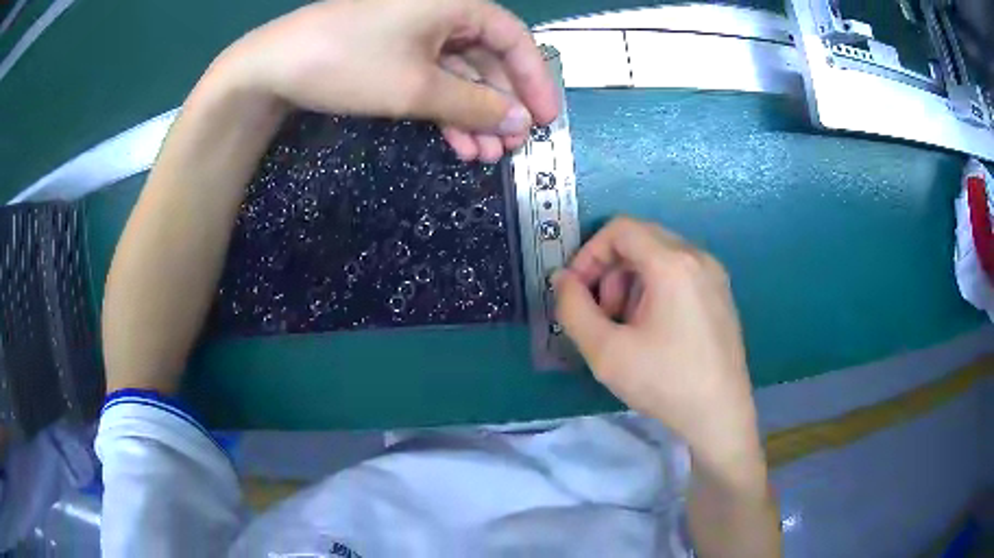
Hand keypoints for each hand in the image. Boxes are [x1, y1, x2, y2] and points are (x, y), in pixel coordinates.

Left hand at [213, 0, 557, 162]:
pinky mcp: (394, 51)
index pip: (513, 38)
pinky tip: (457, 143)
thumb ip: (475, 105)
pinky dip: (446, 109)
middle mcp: (441, 10)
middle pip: (488, 58)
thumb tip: (521, 122)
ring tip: (484, 156)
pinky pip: (433, 78)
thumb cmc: (350, 63)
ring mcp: (415, 31)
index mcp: (455, 3)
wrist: (273, 67)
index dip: (535, 79)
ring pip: (460, 73)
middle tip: (511, 147)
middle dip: (500, 105)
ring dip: (474, 115)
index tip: (546, 119)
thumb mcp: (417, 87)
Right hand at [554, 217, 760, 467]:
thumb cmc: (664, 382)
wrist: (719, 415)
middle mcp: (698, 257)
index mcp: (673, 263)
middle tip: (603, 314)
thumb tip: (562, 279)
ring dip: (631, 281)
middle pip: (640, 240)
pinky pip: (679, 273)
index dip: (589, 253)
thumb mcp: (605, 351)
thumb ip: (573, 308)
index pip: (620, 229)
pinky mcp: (721, 293)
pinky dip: (655, 288)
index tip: (577, 290)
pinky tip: (653, 329)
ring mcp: (714, 274)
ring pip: (659, 256)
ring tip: (627, 326)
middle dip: (610, 271)